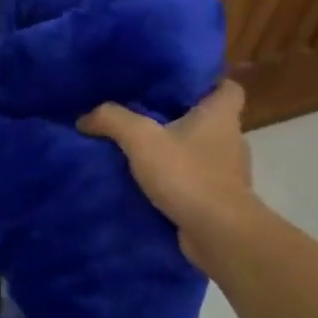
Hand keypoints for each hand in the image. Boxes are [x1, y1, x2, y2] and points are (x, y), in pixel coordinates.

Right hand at [78, 80, 254, 271]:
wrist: (218, 233)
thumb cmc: (187, 175)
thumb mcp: (141, 139)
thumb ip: (112, 120)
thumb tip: (84, 117)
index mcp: (222, 116)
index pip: (228, 87)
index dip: (208, 83)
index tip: (179, 88)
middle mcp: (233, 141)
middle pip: (212, 121)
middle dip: (184, 120)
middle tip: (148, 119)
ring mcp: (230, 174)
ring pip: (204, 154)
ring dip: (181, 154)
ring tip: (146, 155)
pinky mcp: (222, 201)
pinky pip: (199, 183)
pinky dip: (181, 183)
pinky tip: (154, 187)